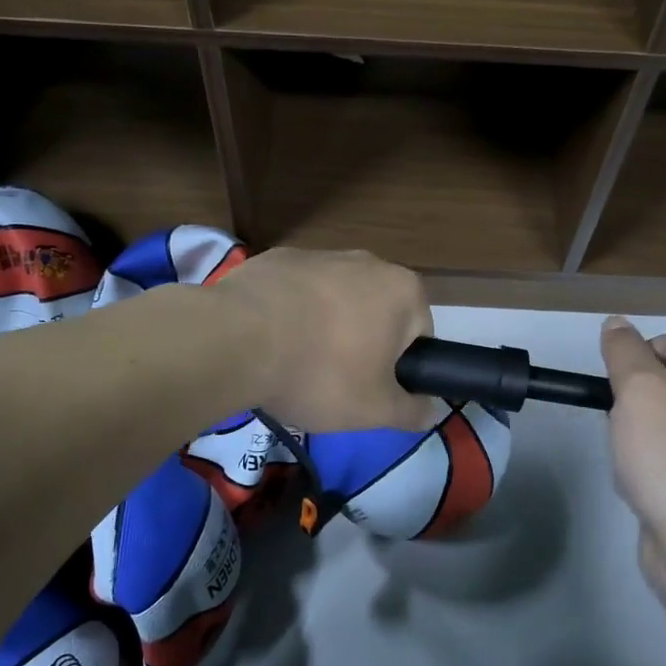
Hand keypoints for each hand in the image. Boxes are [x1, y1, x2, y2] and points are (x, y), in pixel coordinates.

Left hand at [214, 248, 433, 432]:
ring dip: (326, 327)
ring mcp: (320, 254)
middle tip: (336, 381)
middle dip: (363, 343)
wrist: (235, 340)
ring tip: (297, 362)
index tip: (372, 389)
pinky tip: (271, 340)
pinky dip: (291, 312)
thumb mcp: (375, 410)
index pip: (419, 334)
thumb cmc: (320, 373)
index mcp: (403, 290)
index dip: (400, 367)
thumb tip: (430, 410)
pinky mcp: (279, 258)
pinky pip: (297, 292)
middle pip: (377, 312)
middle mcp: (368, 261)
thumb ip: (411, 411)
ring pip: (336, 300)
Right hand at [599, 317, 665, 615]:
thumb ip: (623, 350)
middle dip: (633, 402)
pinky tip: (642, 481)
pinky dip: (650, 462)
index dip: (632, 362)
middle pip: (665, 381)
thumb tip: (616, 324)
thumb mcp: (639, 389)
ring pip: (663, 420)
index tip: (616, 394)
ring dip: (636, 434)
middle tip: (624, 427)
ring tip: (632, 459)